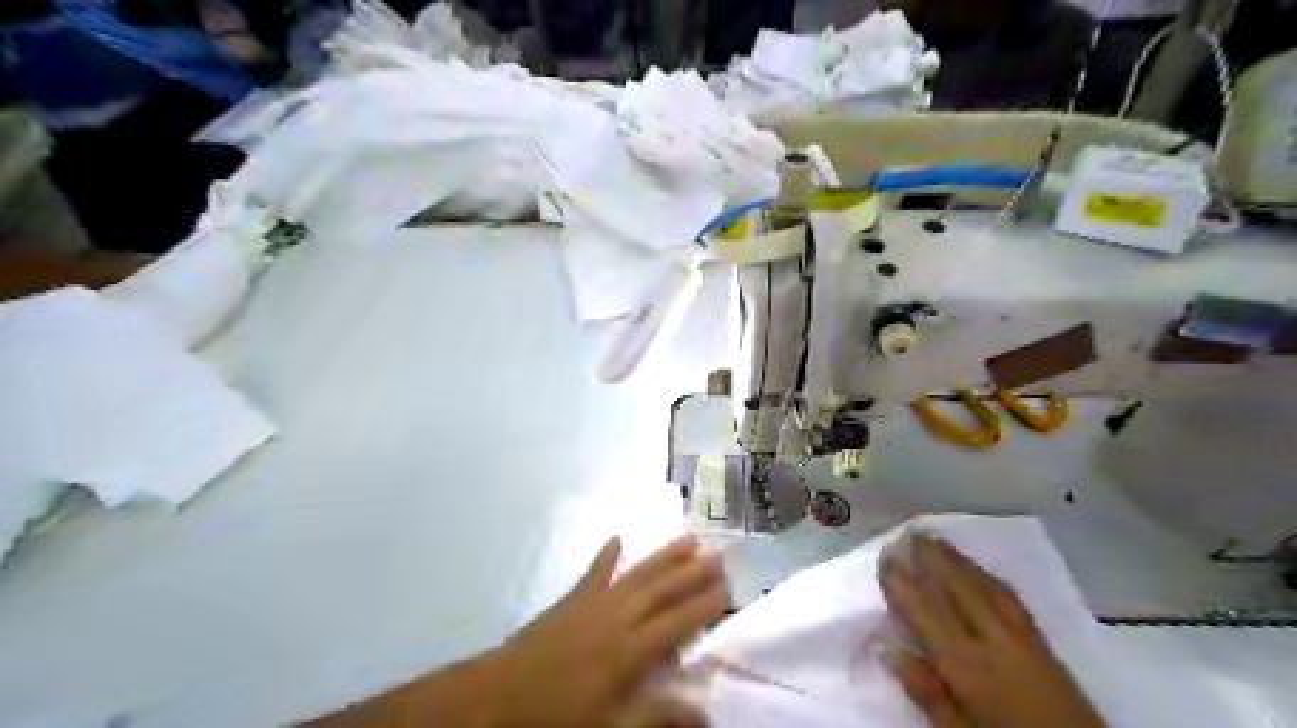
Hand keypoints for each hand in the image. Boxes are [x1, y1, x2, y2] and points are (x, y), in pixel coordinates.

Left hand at [489, 535, 727, 726]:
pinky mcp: (571, 599)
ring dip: (664, 556)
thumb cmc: (557, 717)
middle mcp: (617, 617)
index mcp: (629, 650)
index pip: (677, 623)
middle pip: (662, 590)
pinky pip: (594, 571)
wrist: (498, 696)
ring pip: (637, 573)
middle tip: (719, 555)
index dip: (704, 607)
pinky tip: (617, 538)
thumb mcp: (610, 727)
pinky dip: (607, 554)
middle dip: (693, 572)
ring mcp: (593, 603)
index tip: (727, 592)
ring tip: (688, 538)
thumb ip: (656, 715)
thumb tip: (703, 714)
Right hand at [880, 529, 1101, 727]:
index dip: (903, 582)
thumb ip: (927, 692)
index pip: (926, 611)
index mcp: (967, 664)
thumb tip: (888, 651)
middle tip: (912, 531)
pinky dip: (989, 578)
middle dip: (934, 558)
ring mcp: (1023, 638)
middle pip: (959, 589)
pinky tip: (980, 572)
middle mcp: (994, 641)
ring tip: (939, 541)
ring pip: (986, 588)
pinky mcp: (1045, 644)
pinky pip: (1011, 598)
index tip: (886, 556)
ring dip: (960, 561)